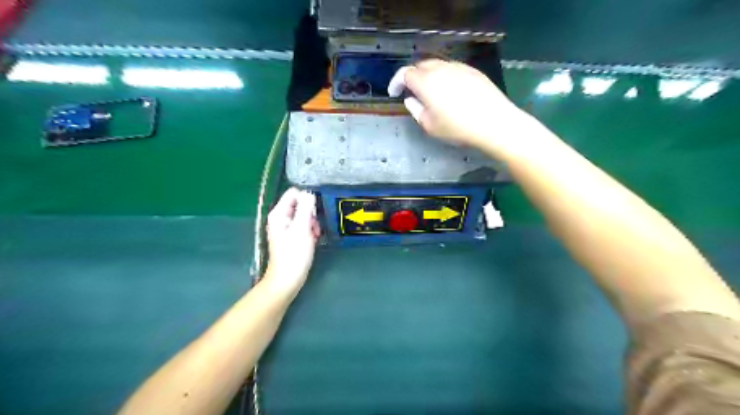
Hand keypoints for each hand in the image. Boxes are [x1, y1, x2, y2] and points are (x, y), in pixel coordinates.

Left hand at [265, 188, 318, 298]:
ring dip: (312, 222)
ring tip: (315, 234)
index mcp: (279, 213)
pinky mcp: (292, 236)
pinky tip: (314, 239)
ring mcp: (286, 227)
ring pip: (304, 215)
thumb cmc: (294, 255)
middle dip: (311, 212)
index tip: (314, 212)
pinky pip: (304, 225)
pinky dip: (310, 230)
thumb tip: (310, 193)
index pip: (294, 193)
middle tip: (314, 226)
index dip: (307, 199)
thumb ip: (306, 208)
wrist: (287, 279)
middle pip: (300, 203)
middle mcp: (281, 217)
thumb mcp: (302, 229)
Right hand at [388, 60, 525, 154]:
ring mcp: (459, 67)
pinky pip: (452, 68)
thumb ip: (415, 110)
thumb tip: (411, 99)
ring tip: (429, 91)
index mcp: (426, 82)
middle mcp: (441, 69)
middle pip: (420, 65)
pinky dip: (444, 75)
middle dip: (412, 76)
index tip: (394, 93)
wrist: (494, 123)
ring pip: (437, 65)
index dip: (396, 82)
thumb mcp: (430, 126)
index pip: (404, 73)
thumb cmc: (458, 128)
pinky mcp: (473, 71)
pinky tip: (449, 90)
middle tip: (411, 91)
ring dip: (428, 75)